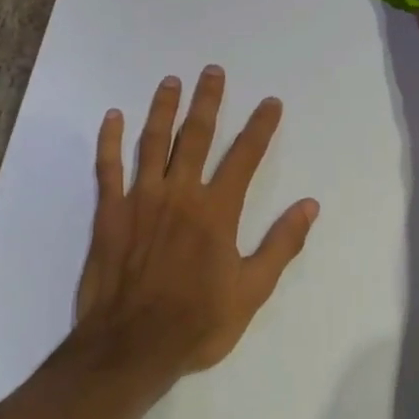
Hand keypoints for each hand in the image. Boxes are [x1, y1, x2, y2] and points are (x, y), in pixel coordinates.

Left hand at [74, 66, 318, 385]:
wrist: (131, 346)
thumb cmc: (196, 323)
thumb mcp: (252, 291)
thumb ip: (281, 245)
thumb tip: (310, 205)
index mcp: (216, 211)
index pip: (244, 157)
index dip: (260, 127)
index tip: (270, 102)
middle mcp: (180, 194)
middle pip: (196, 136)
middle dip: (207, 101)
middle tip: (212, 71)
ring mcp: (141, 199)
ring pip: (152, 142)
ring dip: (163, 109)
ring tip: (171, 81)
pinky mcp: (110, 212)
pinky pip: (108, 168)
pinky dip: (110, 140)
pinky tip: (112, 116)